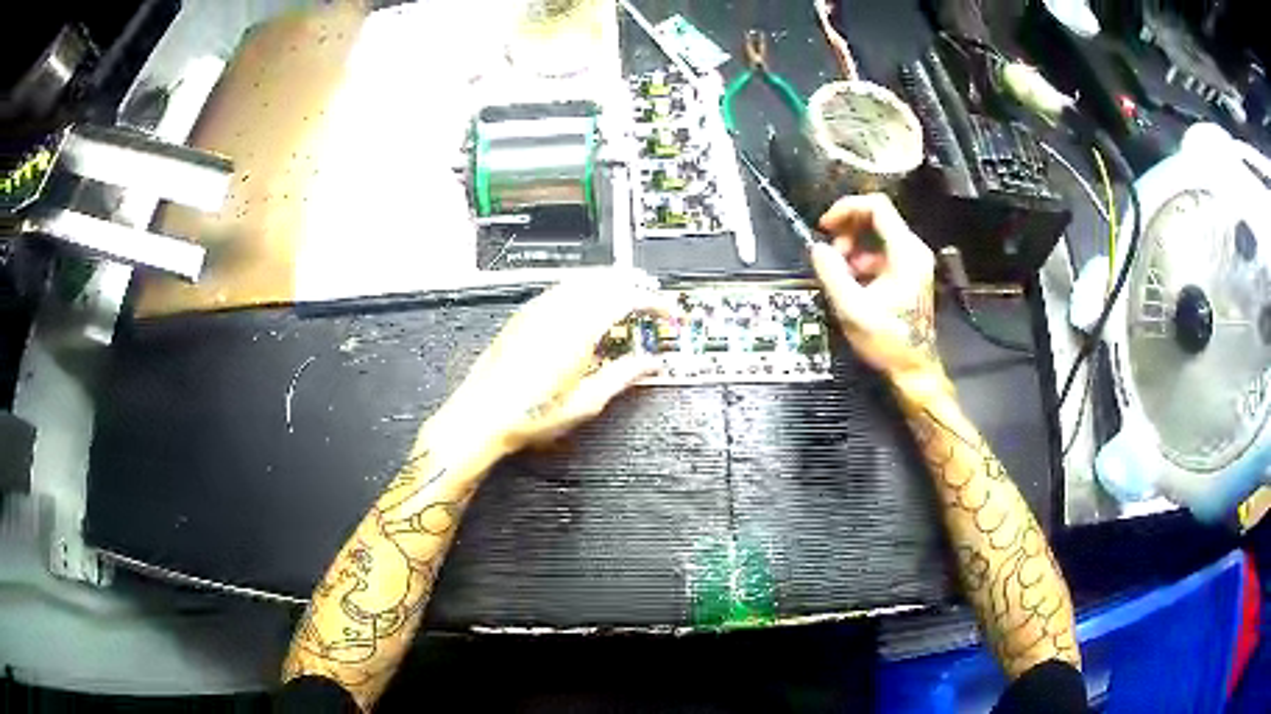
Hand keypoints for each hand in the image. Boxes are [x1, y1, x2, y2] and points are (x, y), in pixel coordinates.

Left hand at [444, 270, 672, 455]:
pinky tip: (585, 302)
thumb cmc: (528, 415)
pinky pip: (560, 288)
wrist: (482, 417)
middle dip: (633, 285)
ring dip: (608, 282)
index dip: (653, 302)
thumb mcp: (586, 403)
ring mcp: (537, 311)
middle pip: (604, 280)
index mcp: (578, 331)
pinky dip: (583, 288)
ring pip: (581, 280)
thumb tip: (647, 365)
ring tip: (624, 295)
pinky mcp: (523, 316)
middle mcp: (558, 313)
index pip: (626, 298)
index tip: (668, 312)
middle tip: (651, 298)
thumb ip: (622, 376)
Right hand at [810, 194, 948, 397]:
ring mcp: (913, 261)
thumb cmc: (889, 342)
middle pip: (877, 217)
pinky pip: (881, 251)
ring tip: (840, 271)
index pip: (877, 207)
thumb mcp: (853, 309)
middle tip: (831, 252)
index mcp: (906, 254)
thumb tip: (817, 249)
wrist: (913, 368)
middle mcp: (914, 251)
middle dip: (847, 229)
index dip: (847, 208)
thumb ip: (832, 274)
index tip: (826, 225)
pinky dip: (862, 258)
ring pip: (877, 234)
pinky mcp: (909, 272)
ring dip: (853, 246)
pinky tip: (853, 281)